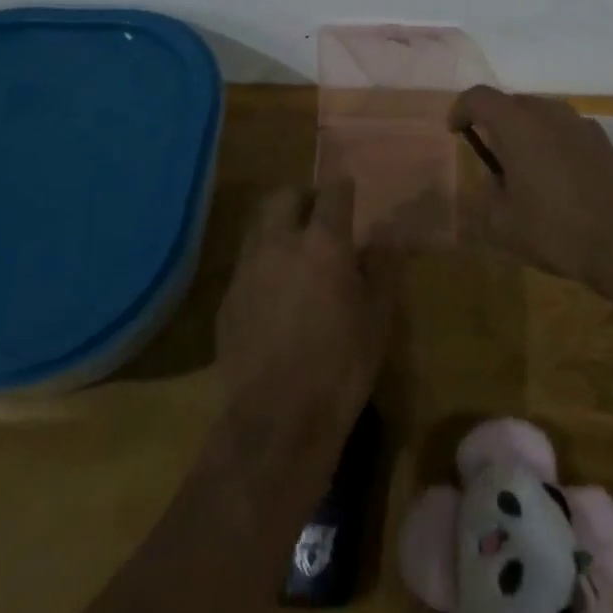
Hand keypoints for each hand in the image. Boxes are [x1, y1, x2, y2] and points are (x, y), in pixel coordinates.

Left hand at [216, 183, 396, 426]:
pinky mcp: (227, 301)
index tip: (351, 195)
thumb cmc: (340, 367)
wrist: (275, 423)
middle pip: (284, 196)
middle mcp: (280, 243)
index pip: (333, 192)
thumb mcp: (378, 319)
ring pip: (258, 226)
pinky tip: (273, 293)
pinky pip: (245, 264)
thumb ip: (383, 269)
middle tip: (318, 216)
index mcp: (323, 243)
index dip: (343, 189)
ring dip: (277, 226)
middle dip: (302, 198)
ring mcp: (247, 270)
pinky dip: (261, 263)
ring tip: (294, 251)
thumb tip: (385, 237)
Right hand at [447, 86, 612, 289]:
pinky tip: (557, 183)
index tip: (455, 132)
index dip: (461, 109)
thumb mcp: (503, 224)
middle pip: (512, 104)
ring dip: (526, 135)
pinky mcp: (603, 141)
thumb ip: (486, 196)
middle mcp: (548, 111)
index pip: (478, 97)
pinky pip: (565, 132)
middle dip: (495, 124)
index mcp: (517, 122)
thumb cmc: (556, 228)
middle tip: (490, 158)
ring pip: (541, 116)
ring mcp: (580, 122)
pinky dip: (552, 146)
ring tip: (524, 173)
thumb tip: (492, 183)